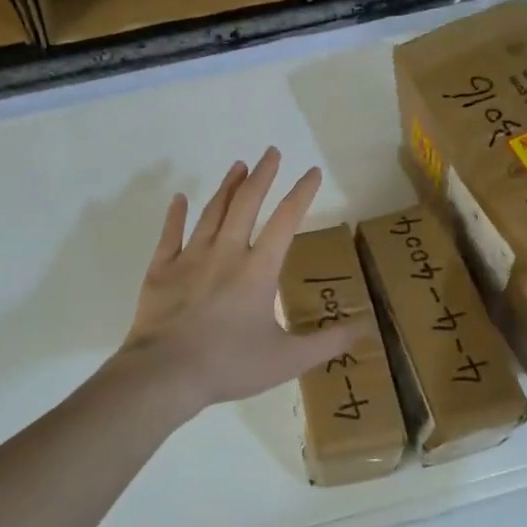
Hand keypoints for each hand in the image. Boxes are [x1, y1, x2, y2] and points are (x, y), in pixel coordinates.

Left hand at [118, 149, 371, 413]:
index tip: (312, 172)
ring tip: (237, 165)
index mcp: (258, 270)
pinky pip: (170, 235)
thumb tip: (366, 329)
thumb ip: (328, 342)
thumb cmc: (230, 365)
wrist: (166, 374)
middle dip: (262, 175)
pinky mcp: (161, 270)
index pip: (286, 221)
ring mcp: (190, 259)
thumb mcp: (289, 360)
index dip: (301, 194)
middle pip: (246, 204)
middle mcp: (225, 253)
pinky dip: (176, 215)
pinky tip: (180, 199)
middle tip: (270, 152)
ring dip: (226, 187)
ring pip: (211, 213)